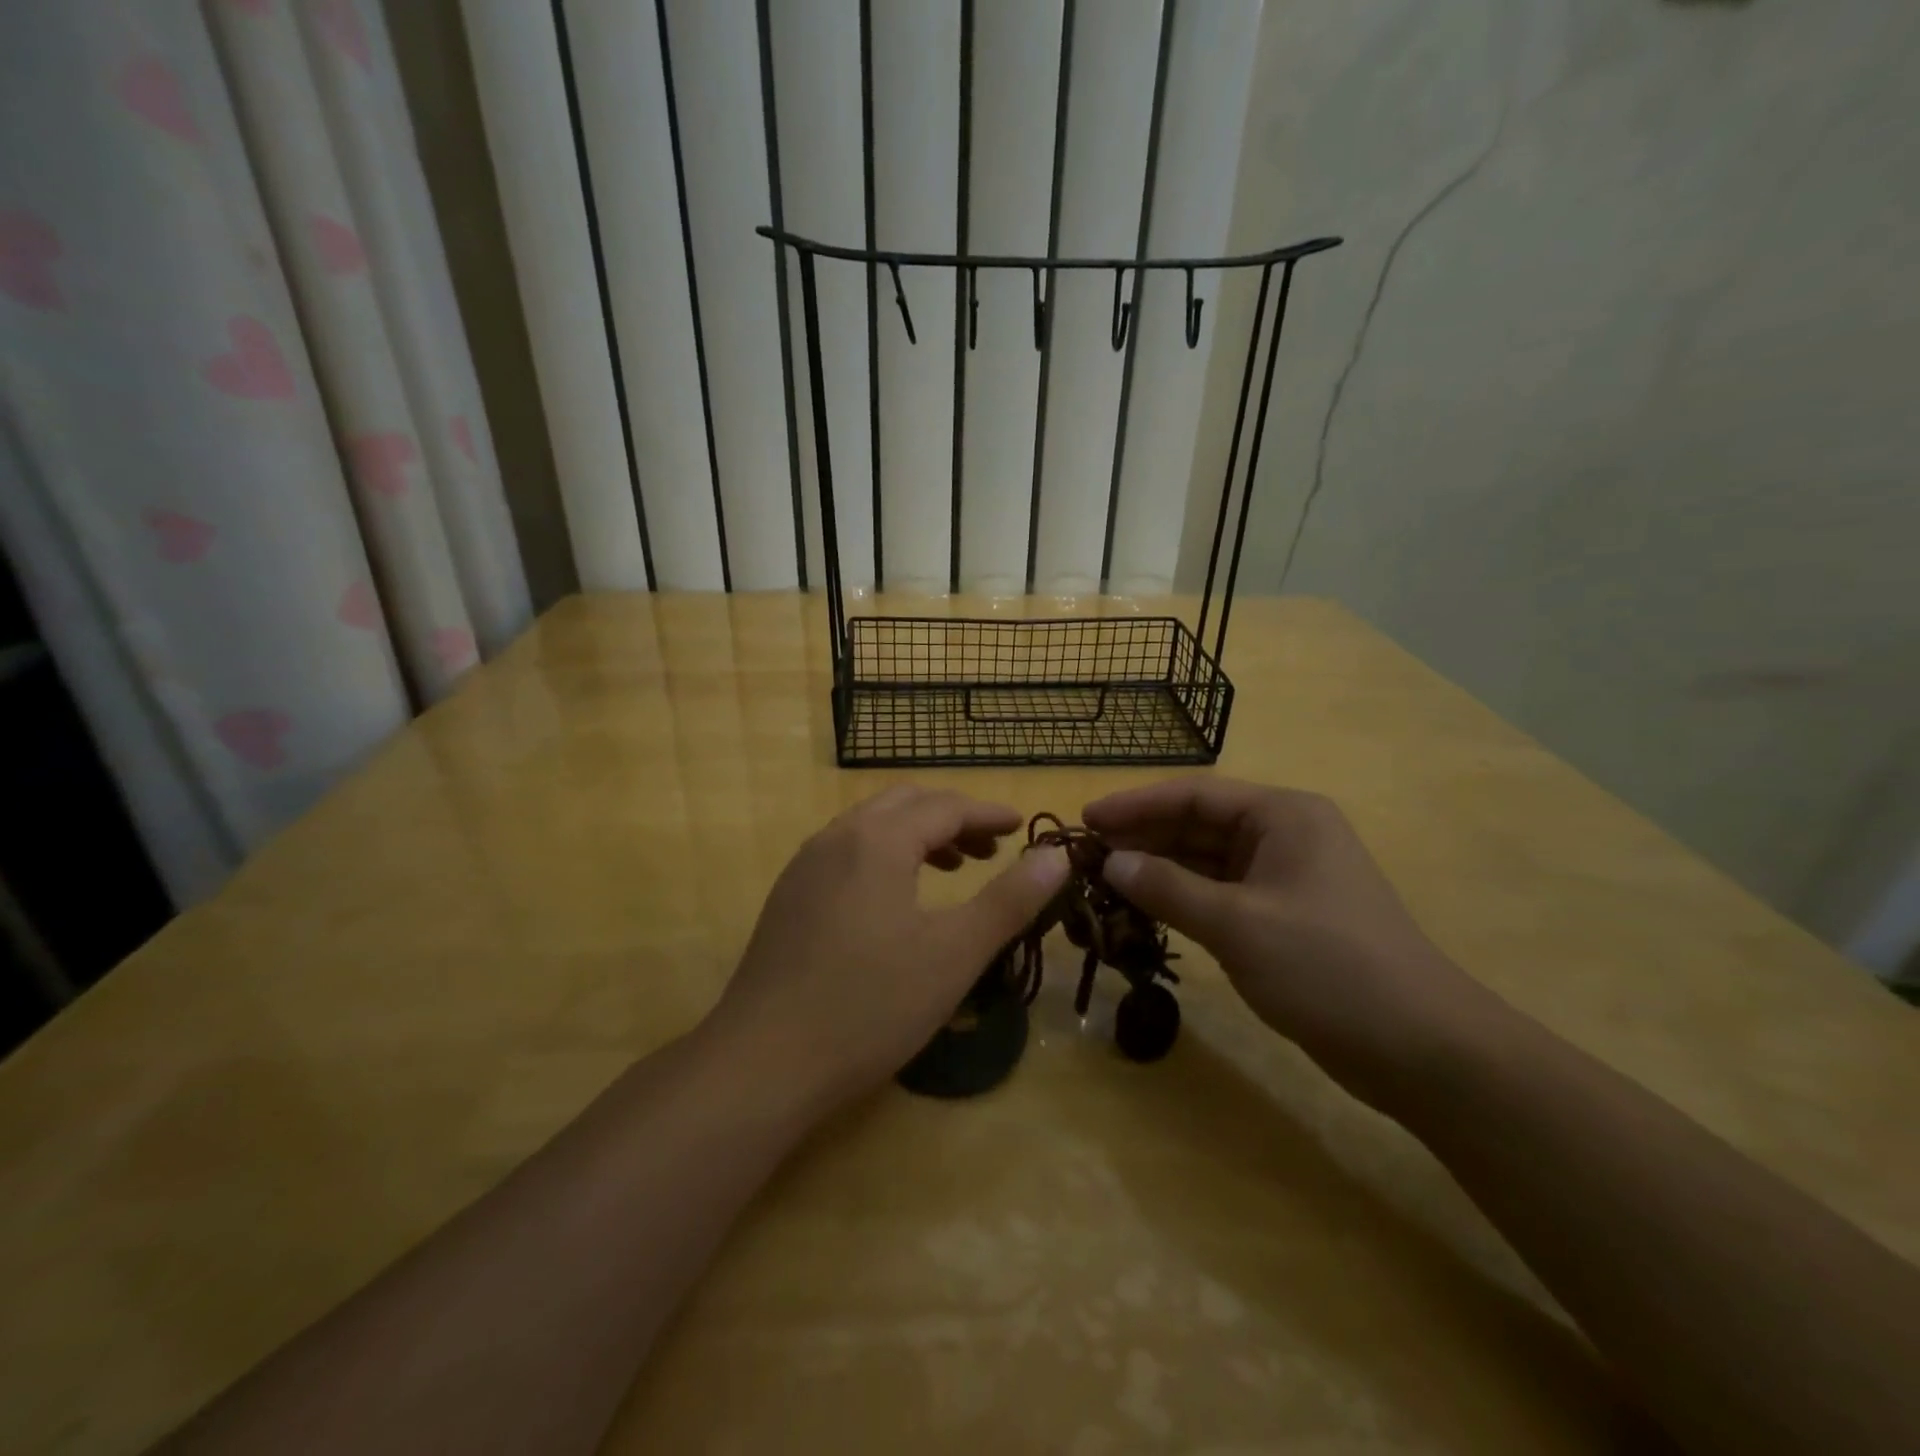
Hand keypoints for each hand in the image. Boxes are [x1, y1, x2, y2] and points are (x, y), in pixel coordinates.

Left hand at [704, 786, 1069, 1117]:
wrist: (762, 1063)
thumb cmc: (870, 1005)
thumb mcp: (954, 954)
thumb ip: (1009, 899)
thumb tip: (1056, 855)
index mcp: (878, 840)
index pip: (945, 806)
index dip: (989, 814)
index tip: (1022, 827)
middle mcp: (836, 838)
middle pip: (904, 804)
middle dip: (952, 818)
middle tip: (990, 849)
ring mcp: (804, 867)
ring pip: (871, 827)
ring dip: (917, 835)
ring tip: (952, 869)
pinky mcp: (788, 898)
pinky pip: (846, 853)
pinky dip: (885, 856)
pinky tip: (896, 900)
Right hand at [1085, 777, 1497, 1107]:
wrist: (1421, 1049)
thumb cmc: (1328, 967)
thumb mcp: (1238, 924)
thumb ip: (1168, 888)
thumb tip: (1109, 863)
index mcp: (1282, 815)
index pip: (1195, 794)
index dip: (1136, 804)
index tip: (1085, 819)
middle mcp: (1283, 835)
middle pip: (1198, 824)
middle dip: (1143, 838)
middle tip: (1085, 856)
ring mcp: (1285, 877)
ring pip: (1206, 861)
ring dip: (1158, 870)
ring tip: (1103, 882)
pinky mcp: (1284, 916)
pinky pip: (1220, 894)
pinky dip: (1182, 899)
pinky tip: (1144, 909)